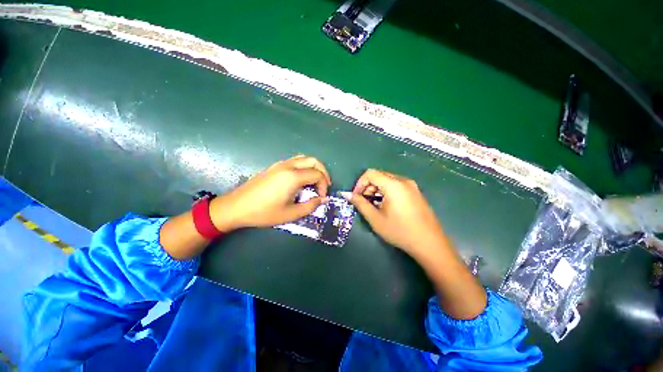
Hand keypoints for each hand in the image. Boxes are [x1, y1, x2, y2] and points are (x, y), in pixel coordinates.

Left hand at [210, 155, 330, 231]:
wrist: (236, 207)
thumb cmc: (264, 212)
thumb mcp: (290, 214)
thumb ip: (310, 206)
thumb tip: (323, 199)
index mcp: (293, 177)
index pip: (317, 175)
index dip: (324, 185)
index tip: (321, 197)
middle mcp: (288, 166)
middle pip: (314, 161)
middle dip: (323, 172)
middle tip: (324, 185)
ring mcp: (280, 164)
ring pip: (304, 158)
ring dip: (313, 168)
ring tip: (315, 181)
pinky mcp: (274, 166)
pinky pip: (295, 161)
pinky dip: (304, 167)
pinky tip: (301, 180)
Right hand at [345, 169, 446, 258]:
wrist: (430, 243)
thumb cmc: (400, 231)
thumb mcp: (375, 219)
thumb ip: (360, 204)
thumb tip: (347, 195)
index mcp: (393, 184)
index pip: (370, 173)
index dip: (359, 184)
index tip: (356, 197)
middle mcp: (403, 180)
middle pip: (379, 175)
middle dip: (367, 187)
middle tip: (364, 203)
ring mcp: (411, 186)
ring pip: (387, 180)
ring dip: (376, 189)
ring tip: (375, 206)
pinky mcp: (415, 192)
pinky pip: (396, 185)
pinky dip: (386, 191)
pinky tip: (386, 206)